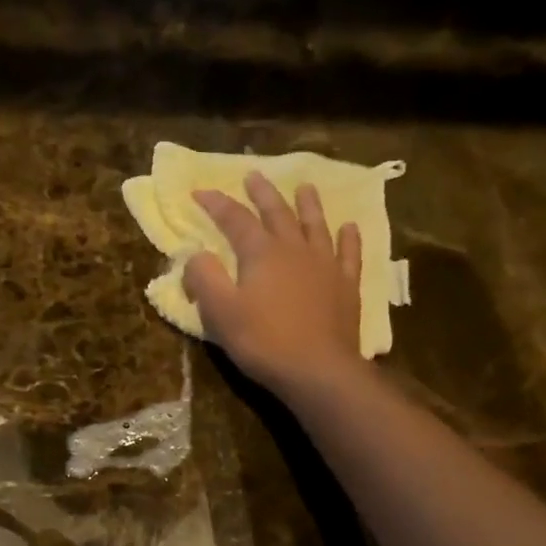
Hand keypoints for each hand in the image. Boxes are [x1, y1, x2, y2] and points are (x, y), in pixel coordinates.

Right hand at [184, 172, 363, 398]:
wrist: (317, 369)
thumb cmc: (263, 341)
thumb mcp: (220, 312)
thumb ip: (204, 277)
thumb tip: (196, 253)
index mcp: (261, 253)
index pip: (235, 219)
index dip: (216, 204)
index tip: (199, 191)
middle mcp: (294, 249)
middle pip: (277, 213)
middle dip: (262, 193)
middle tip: (254, 175)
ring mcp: (325, 266)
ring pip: (315, 225)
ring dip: (308, 205)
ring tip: (305, 187)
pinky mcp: (346, 286)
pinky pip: (349, 254)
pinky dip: (348, 238)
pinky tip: (349, 227)